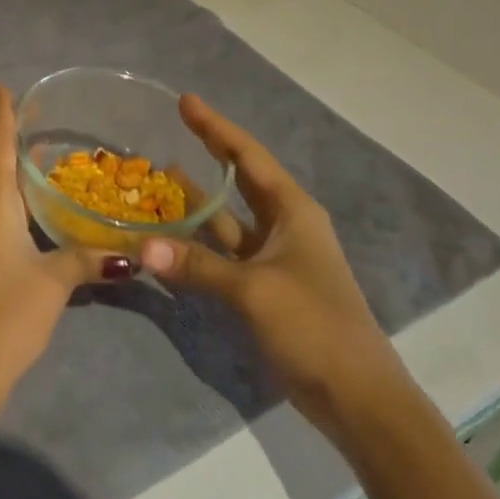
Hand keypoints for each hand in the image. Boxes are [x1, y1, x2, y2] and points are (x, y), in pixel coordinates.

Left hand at [0, 84, 127, 416]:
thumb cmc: (5, 315)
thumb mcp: (53, 284)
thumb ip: (89, 260)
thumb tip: (134, 255)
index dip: (1, 115)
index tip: (1, 87)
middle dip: (11, 146)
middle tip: (44, 131)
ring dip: (7, 179)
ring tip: (41, 170)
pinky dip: (1, 205)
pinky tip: (23, 217)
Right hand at [140, 95, 409, 436]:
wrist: (357, 397)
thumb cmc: (315, 326)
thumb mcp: (254, 290)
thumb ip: (197, 265)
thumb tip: (142, 247)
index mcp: (293, 211)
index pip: (248, 156)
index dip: (216, 127)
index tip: (185, 101)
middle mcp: (285, 225)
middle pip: (239, 178)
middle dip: (208, 152)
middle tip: (172, 128)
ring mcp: (274, 258)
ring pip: (227, 218)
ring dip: (197, 200)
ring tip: (159, 177)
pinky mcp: (264, 288)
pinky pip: (223, 253)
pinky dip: (197, 243)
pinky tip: (169, 237)